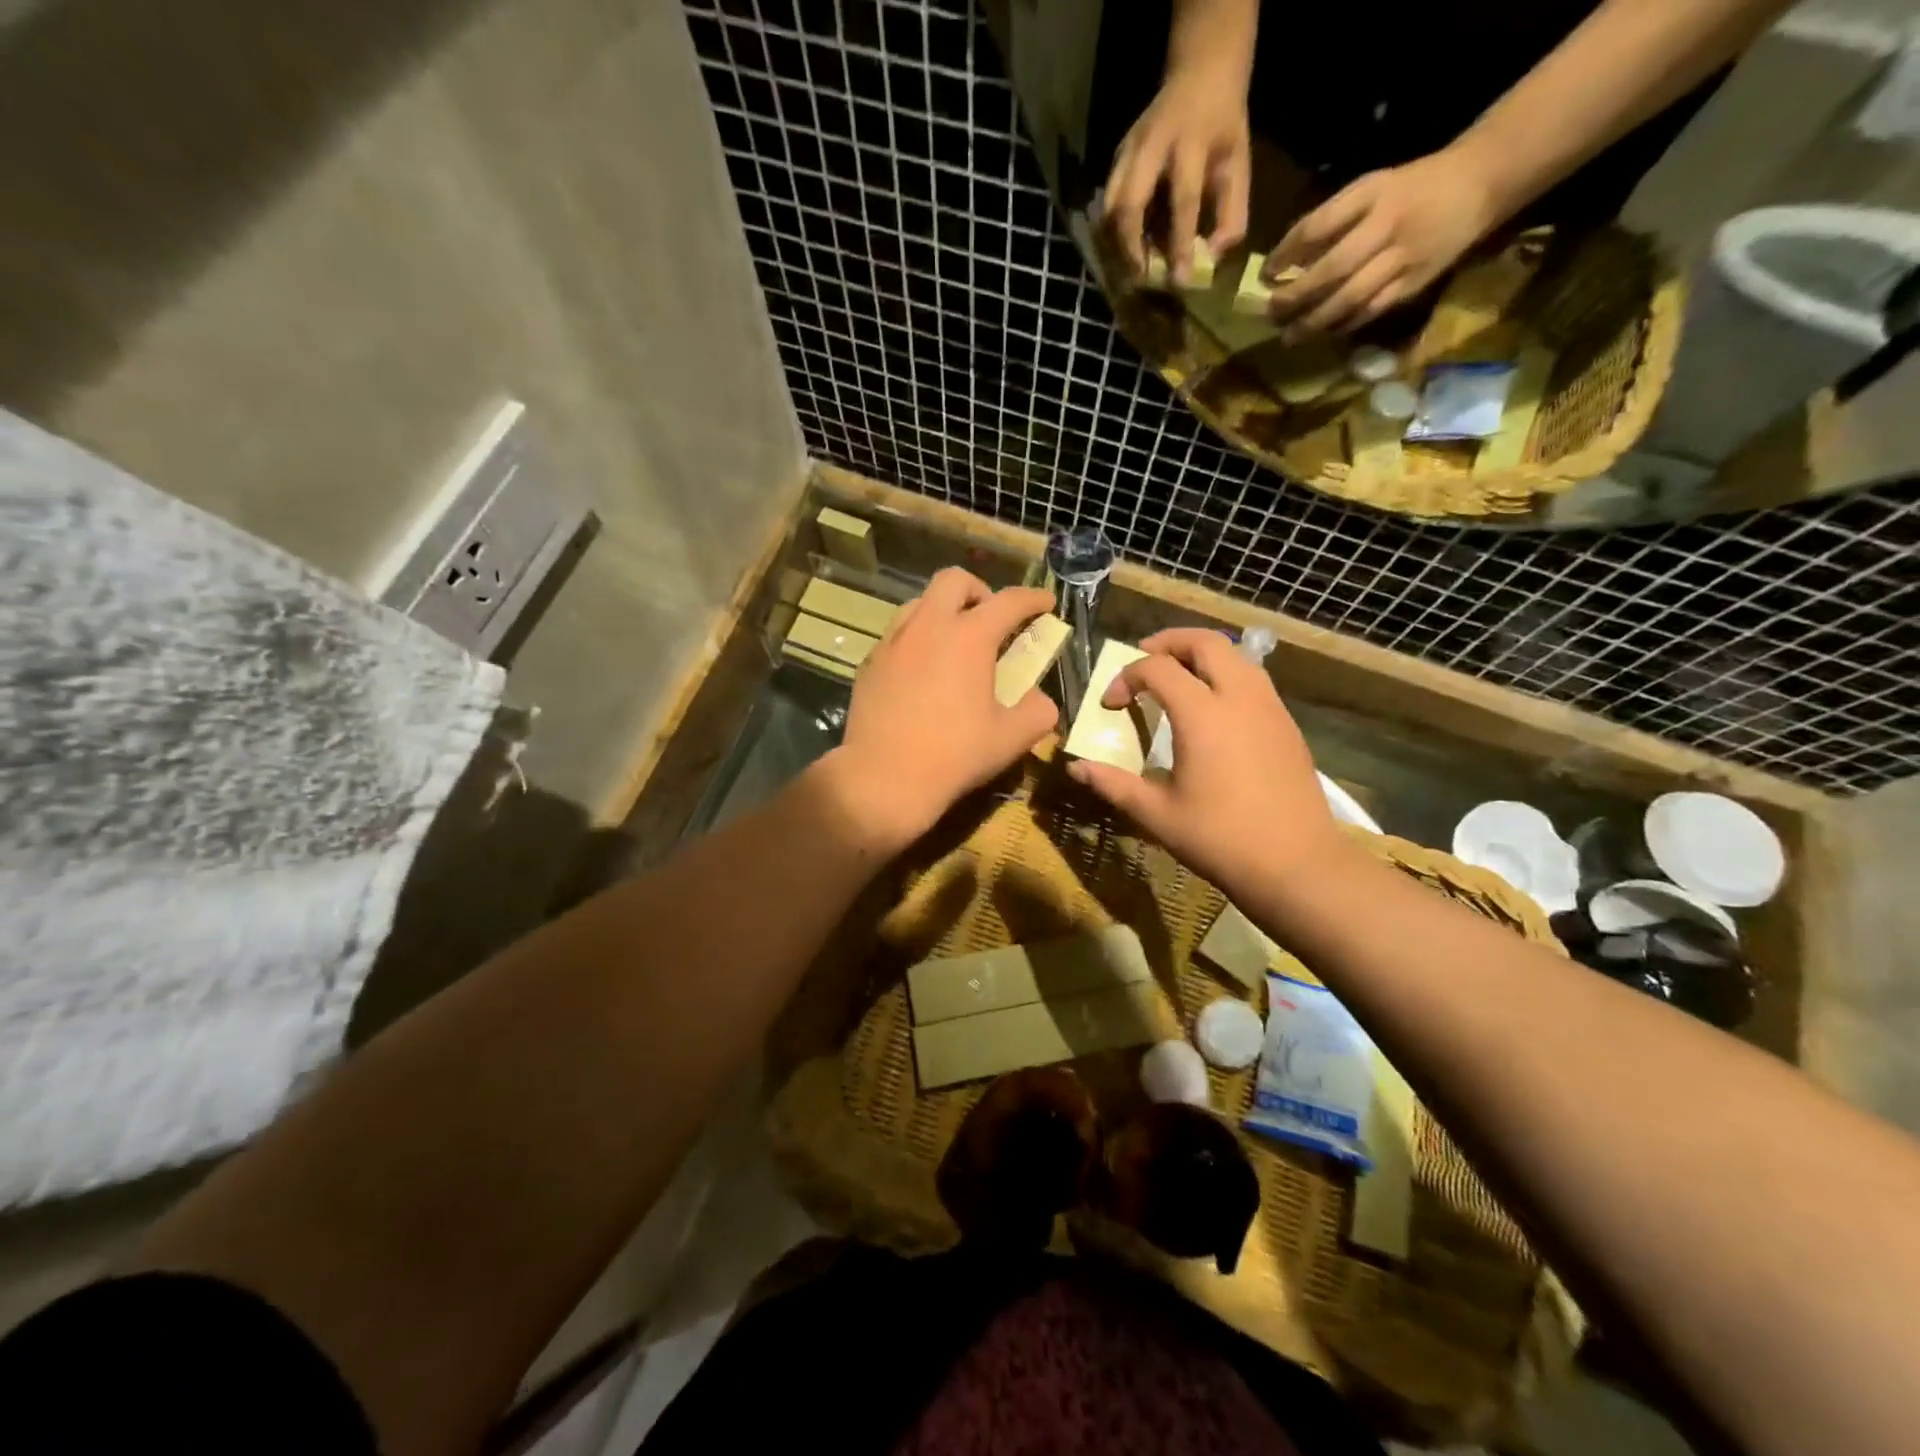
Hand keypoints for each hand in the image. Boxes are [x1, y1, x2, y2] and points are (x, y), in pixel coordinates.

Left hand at [831, 568, 1058, 848]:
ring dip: (944, 611)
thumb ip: (1038, 711)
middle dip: (980, 591)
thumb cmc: (954, 756)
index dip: (1033, 598)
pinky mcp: (870, 663)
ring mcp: (893, 643)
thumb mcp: (1011, 738)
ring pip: (920, 603)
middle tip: (991, 620)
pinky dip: (918, 640)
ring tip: (955, 643)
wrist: (884, 778)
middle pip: (954, 580)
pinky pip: (898, 635)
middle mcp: (928, 627)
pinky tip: (923, 672)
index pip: (1009, 601)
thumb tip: (1041, 700)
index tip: (1046, 603)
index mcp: (969, 637)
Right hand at [1064, 629, 1343, 899]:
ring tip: (1177, 675)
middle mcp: (1239, 697)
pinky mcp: (1287, 725)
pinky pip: (1254, 679)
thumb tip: (1076, 768)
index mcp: (1202, 714)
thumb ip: (1114, 784)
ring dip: (1202, 655)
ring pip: (1236, 656)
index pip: (1157, 669)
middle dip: (1168, 642)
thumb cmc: (1220, 839)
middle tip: (1143, 657)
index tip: (1110, 704)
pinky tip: (1214, 708)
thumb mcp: (1157, 814)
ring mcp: (1270, 708)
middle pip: (1205, 642)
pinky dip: (1226, 675)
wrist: (1297, 864)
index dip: (1125, 677)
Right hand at [1104, 76, 1249, 284]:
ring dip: (1116, 244)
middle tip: (1140, 279)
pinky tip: (1122, 249)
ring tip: (1128, 269)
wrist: (1200, 71)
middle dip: (1131, 249)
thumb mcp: (1238, 162)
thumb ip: (1231, 210)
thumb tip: (1212, 256)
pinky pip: (1106, 203)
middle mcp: (1152, 144)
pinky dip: (1111, 232)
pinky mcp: (1115, 158)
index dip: (1180, 244)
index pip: (1182, 201)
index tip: (1180, 280)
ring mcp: (1127, 150)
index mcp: (1191, 142)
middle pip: (1128, 206)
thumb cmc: (1222, 125)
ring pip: (1109, 208)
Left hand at [1264, 148, 1501, 339]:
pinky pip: (1370, 311)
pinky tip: (1322, 334)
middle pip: (1332, 269)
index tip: (1266, 274)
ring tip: (1289, 336)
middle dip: (1296, 296)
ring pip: (1350, 297)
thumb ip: (1332, 222)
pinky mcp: (1414, 283)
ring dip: (1314, 322)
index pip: (1318, 226)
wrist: (1479, 183)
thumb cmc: (1411, 189)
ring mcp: (1403, 257)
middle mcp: (1387, 225)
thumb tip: (1286, 263)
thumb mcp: (1371, 189)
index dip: (1286, 253)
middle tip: (1272, 313)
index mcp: (1373, 193)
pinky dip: (1342, 326)